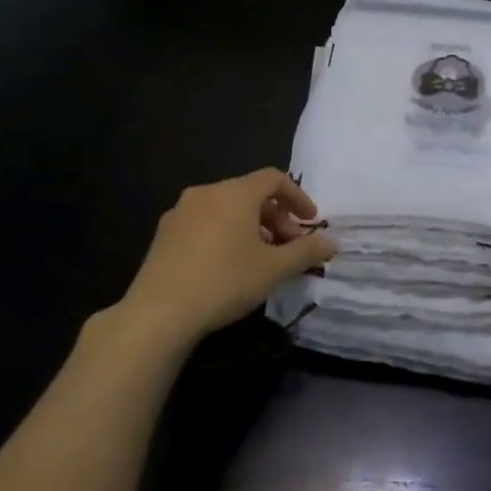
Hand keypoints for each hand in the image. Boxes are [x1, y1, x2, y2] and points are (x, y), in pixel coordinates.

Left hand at [119, 169, 336, 345]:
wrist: (159, 312)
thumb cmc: (225, 281)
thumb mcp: (275, 269)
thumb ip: (307, 251)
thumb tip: (332, 242)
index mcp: (235, 193)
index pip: (273, 178)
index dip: (298, 197)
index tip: (311, 222)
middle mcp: (206, 193)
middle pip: (250, 193)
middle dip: (277, 216)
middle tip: (290, 246)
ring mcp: (180, 212)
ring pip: (226, 209)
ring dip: (252, 226)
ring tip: (262, 258)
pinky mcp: (164, 234)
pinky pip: (205, 223)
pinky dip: (226, 234)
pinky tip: (229, 265)